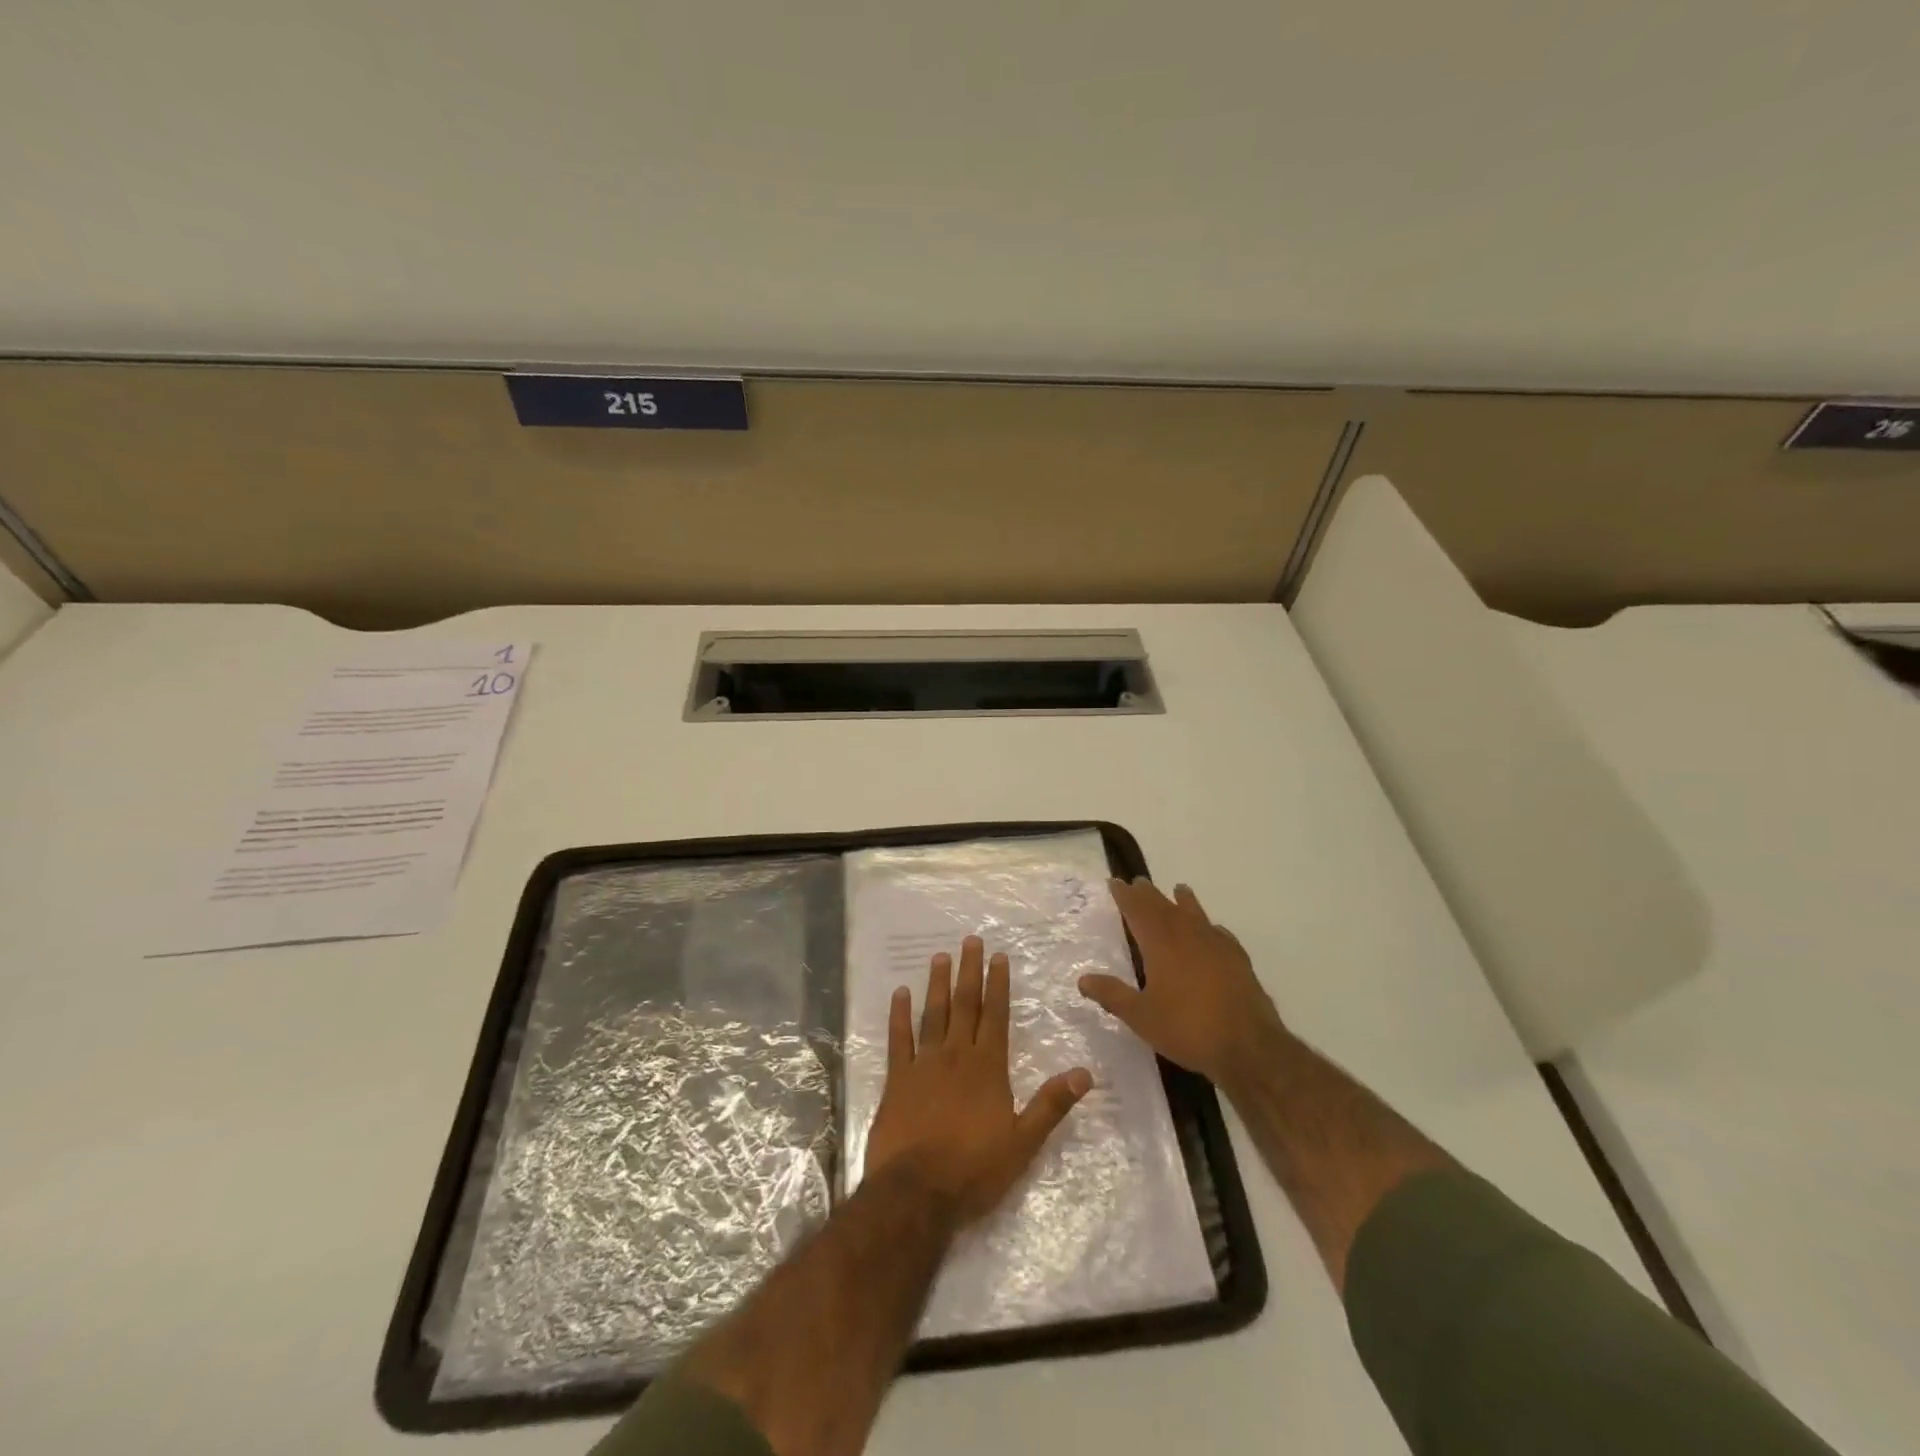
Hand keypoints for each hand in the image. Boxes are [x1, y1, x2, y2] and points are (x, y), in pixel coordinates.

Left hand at [864, 936, 1091, 1226]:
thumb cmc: (974, 1170)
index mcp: (987, 1067)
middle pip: (964, 1005)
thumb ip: (1051, 1105)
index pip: (995, 1016)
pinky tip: (900, 993)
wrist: (916, 1192)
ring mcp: (924, 1064)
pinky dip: (899, 1015)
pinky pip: (899, 1039)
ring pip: (932, 1014)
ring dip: (937, 984)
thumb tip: (1085, 1073)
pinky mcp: (897, 1079)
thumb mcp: (1023, 1143)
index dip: (998, 985)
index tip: (998, 957)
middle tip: (970, 940)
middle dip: (969, 972)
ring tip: (939, 956)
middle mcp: (956, 1055)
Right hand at [1078, 878, 1286, 1088]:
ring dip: (1183, 900)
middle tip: (1138, 882)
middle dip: (1149, 894)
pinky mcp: (1238, 960)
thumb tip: (1083, 979)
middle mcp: (1188, 935)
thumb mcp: (1141, 1016)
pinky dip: (1210, 927)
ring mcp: (1216, 945)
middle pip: (1164, 906)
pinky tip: (1213, 930)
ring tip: (1178, 889)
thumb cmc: (1187, 1029)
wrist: (1248, 1046)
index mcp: (1161, 944)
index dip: (1125, 896)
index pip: (1137, 910)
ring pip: (1195, 914)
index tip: (1115, 882)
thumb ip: (1112, 995)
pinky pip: (1220, 933)